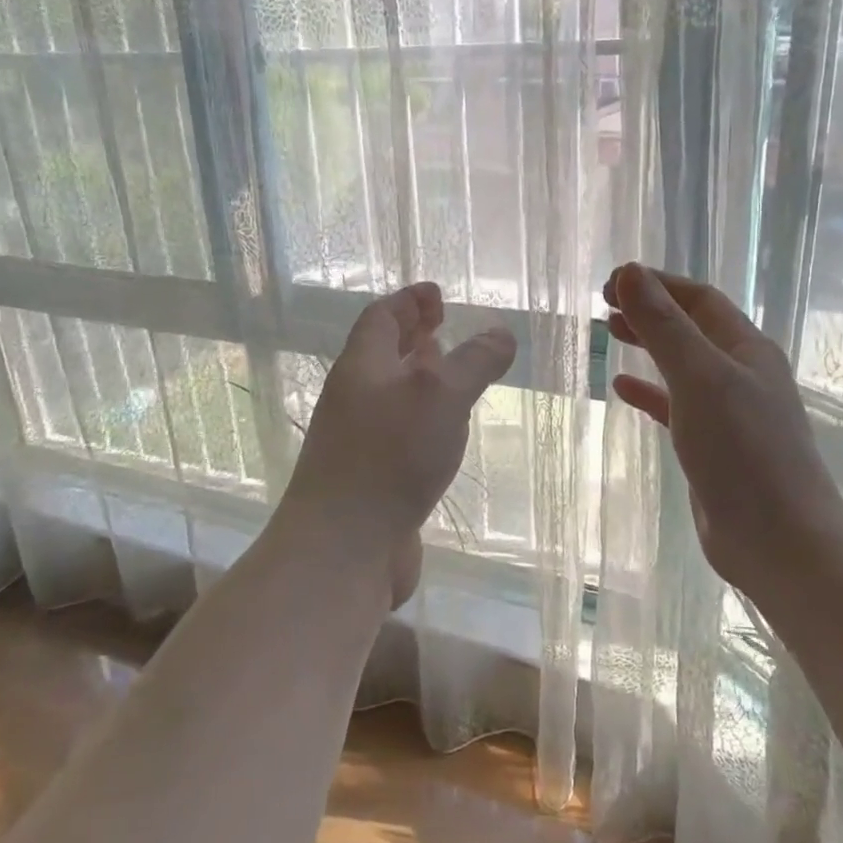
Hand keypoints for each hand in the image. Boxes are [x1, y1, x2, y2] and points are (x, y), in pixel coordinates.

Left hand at [282, 282, 516, 604]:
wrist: (342, 549)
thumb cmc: (390, 457)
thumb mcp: (441, 395)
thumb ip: (473, 361)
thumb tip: (500, 333)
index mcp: (362, 367)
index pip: (382, 317)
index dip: (409, 300)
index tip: (436, 294)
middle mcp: (354, 398)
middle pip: (381, 354)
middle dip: (412, 336)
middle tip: (442, 328)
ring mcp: (358, 441)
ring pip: (390, 394)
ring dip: (417, 378)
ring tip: (448, 374)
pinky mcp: (370, 478)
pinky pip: (398, 432)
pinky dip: (421, 419)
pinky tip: (443, 433)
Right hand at [604, 264, 842, 593]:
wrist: (779, 541)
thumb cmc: (742, 451)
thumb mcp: (699, 379)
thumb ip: (664, 327)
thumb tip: (630, 273)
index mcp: (746, 349)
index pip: (699, 299)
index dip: (657, 284)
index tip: (611, 282)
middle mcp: (741, 373)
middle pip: (691, 327)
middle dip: (650, 310)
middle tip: (604, 304)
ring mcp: (730, 412)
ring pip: (682, 365)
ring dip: (649, 345)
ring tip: (610, 332)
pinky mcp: (714, 446)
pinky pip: (676, 406)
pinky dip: (650, 393)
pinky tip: (622, 389)